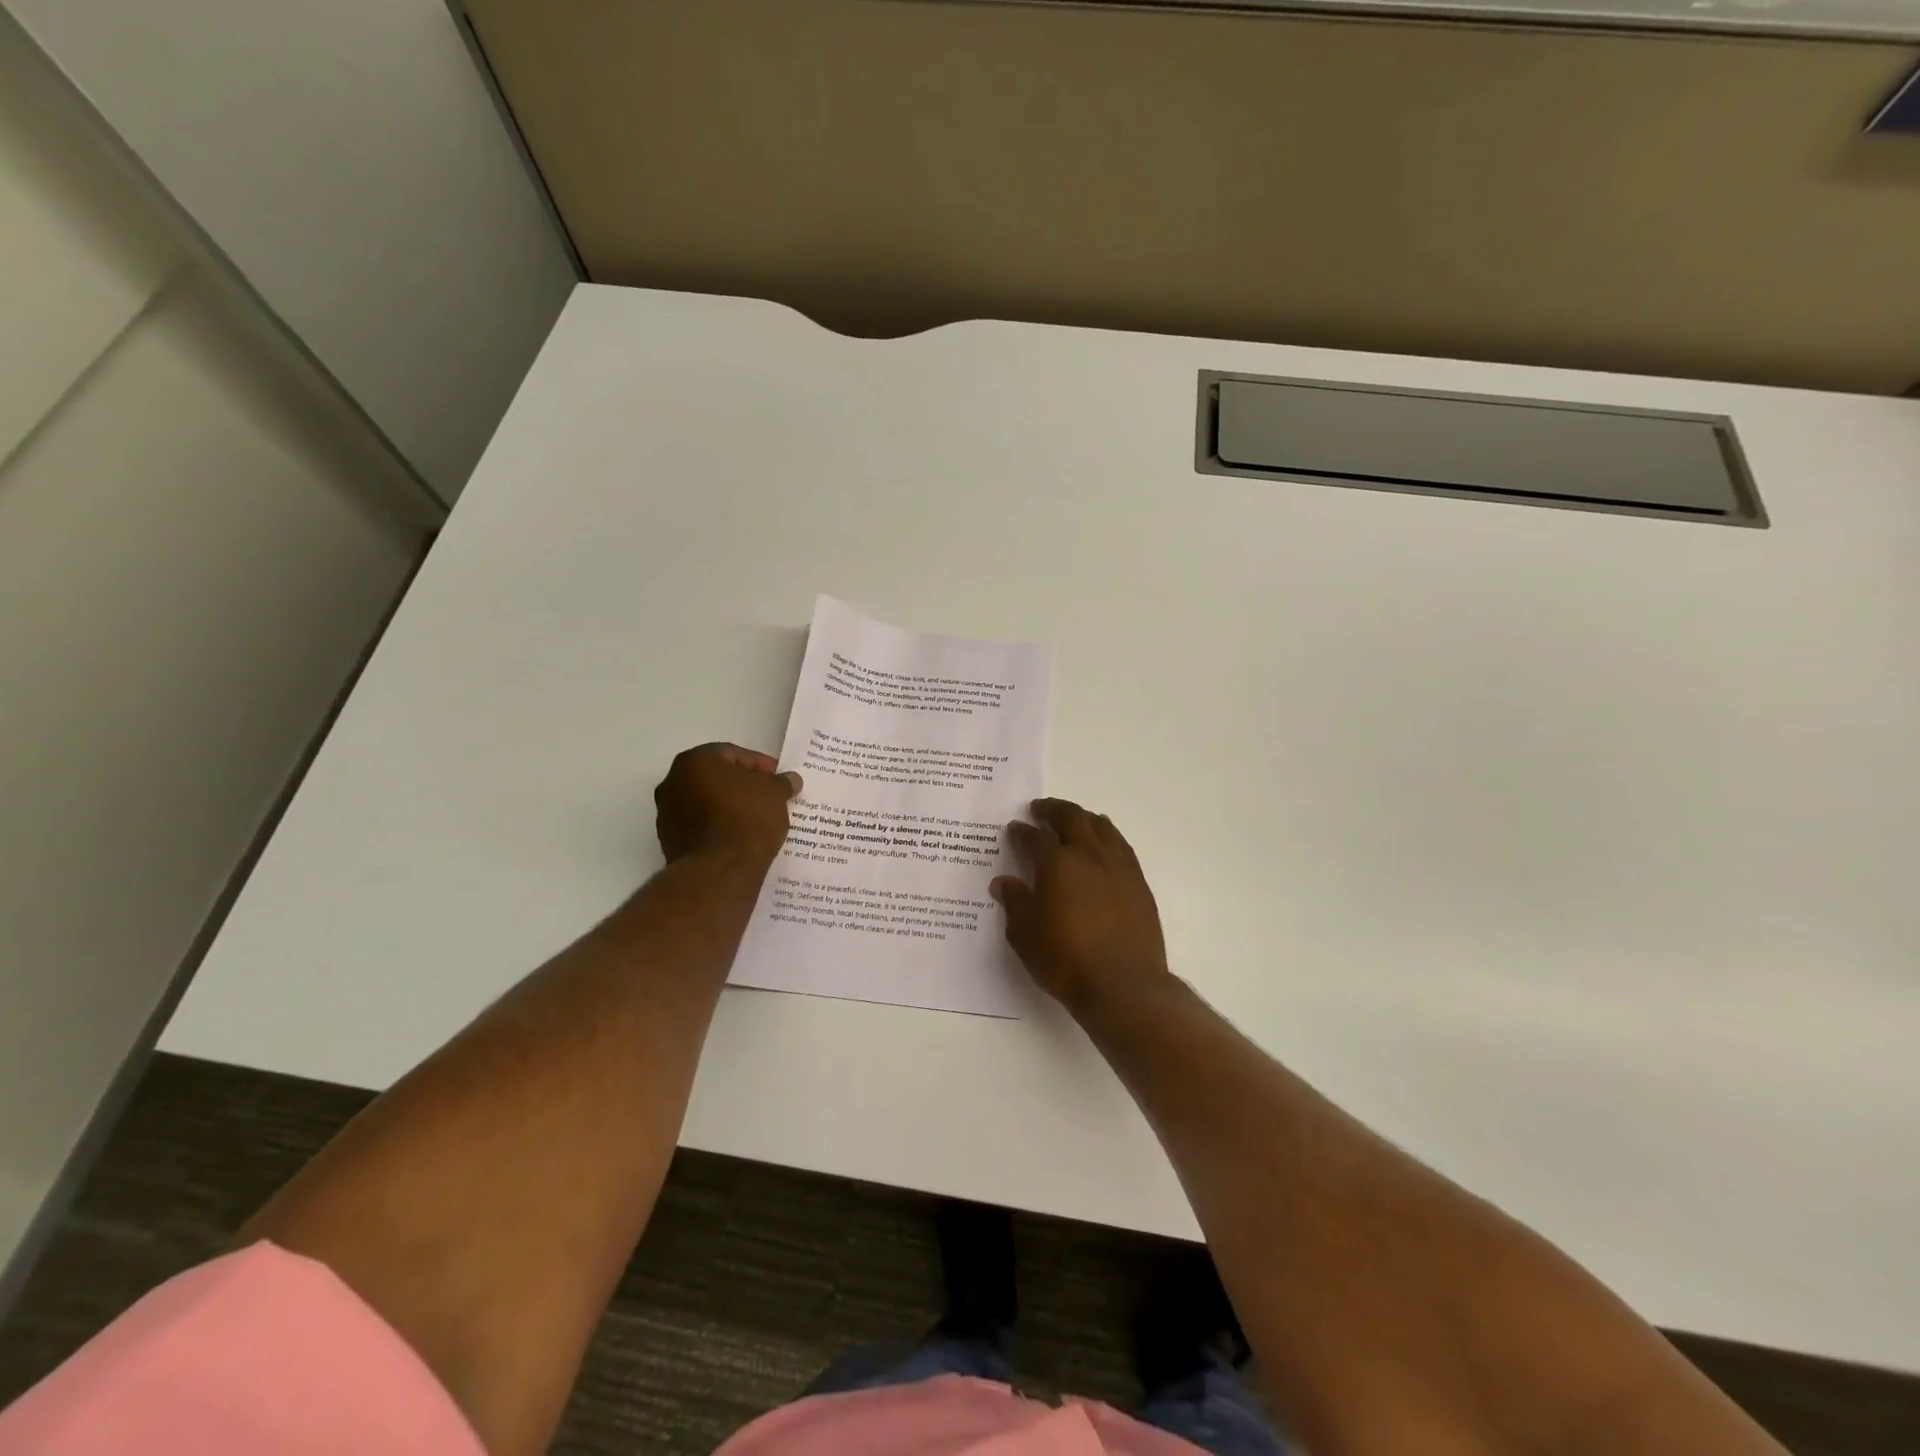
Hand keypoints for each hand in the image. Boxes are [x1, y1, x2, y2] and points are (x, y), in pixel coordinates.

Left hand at [654, 743, 800, 864]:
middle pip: (715, 778)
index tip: (778, 780)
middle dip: (742, 786)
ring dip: (728, 807)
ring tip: (756, 820)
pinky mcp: (669, 842)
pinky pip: (700, 826)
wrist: (720, 870)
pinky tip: (740, 837)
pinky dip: (718, 827)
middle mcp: (672, 782)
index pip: (733, 754)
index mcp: (695, 761)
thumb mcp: (775, 794)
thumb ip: (782, 782)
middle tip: (768, 797)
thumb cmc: (747, 819)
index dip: (760, 766)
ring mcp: (666, 814)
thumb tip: (791, 779)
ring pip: (705, 802)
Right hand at [991, 798, 1171, 1013]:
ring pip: (1101, 826)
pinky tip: (1103, 846)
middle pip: (1072, 818)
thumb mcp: (1025, 935)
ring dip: (1083, 818)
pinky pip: (1121, 846)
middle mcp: (1089, 855)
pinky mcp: (1139, 883)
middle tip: (1040, 809)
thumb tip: (1004, 882)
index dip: (1022, 832)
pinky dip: (1107, 837)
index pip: (1035, 838)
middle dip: (1053, 810)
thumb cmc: (1065, 960)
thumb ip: (1015, 903)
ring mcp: (1118, 866)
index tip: (1015, 828)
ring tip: (1074, 820)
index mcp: (1057, 863)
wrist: (1123, 984)